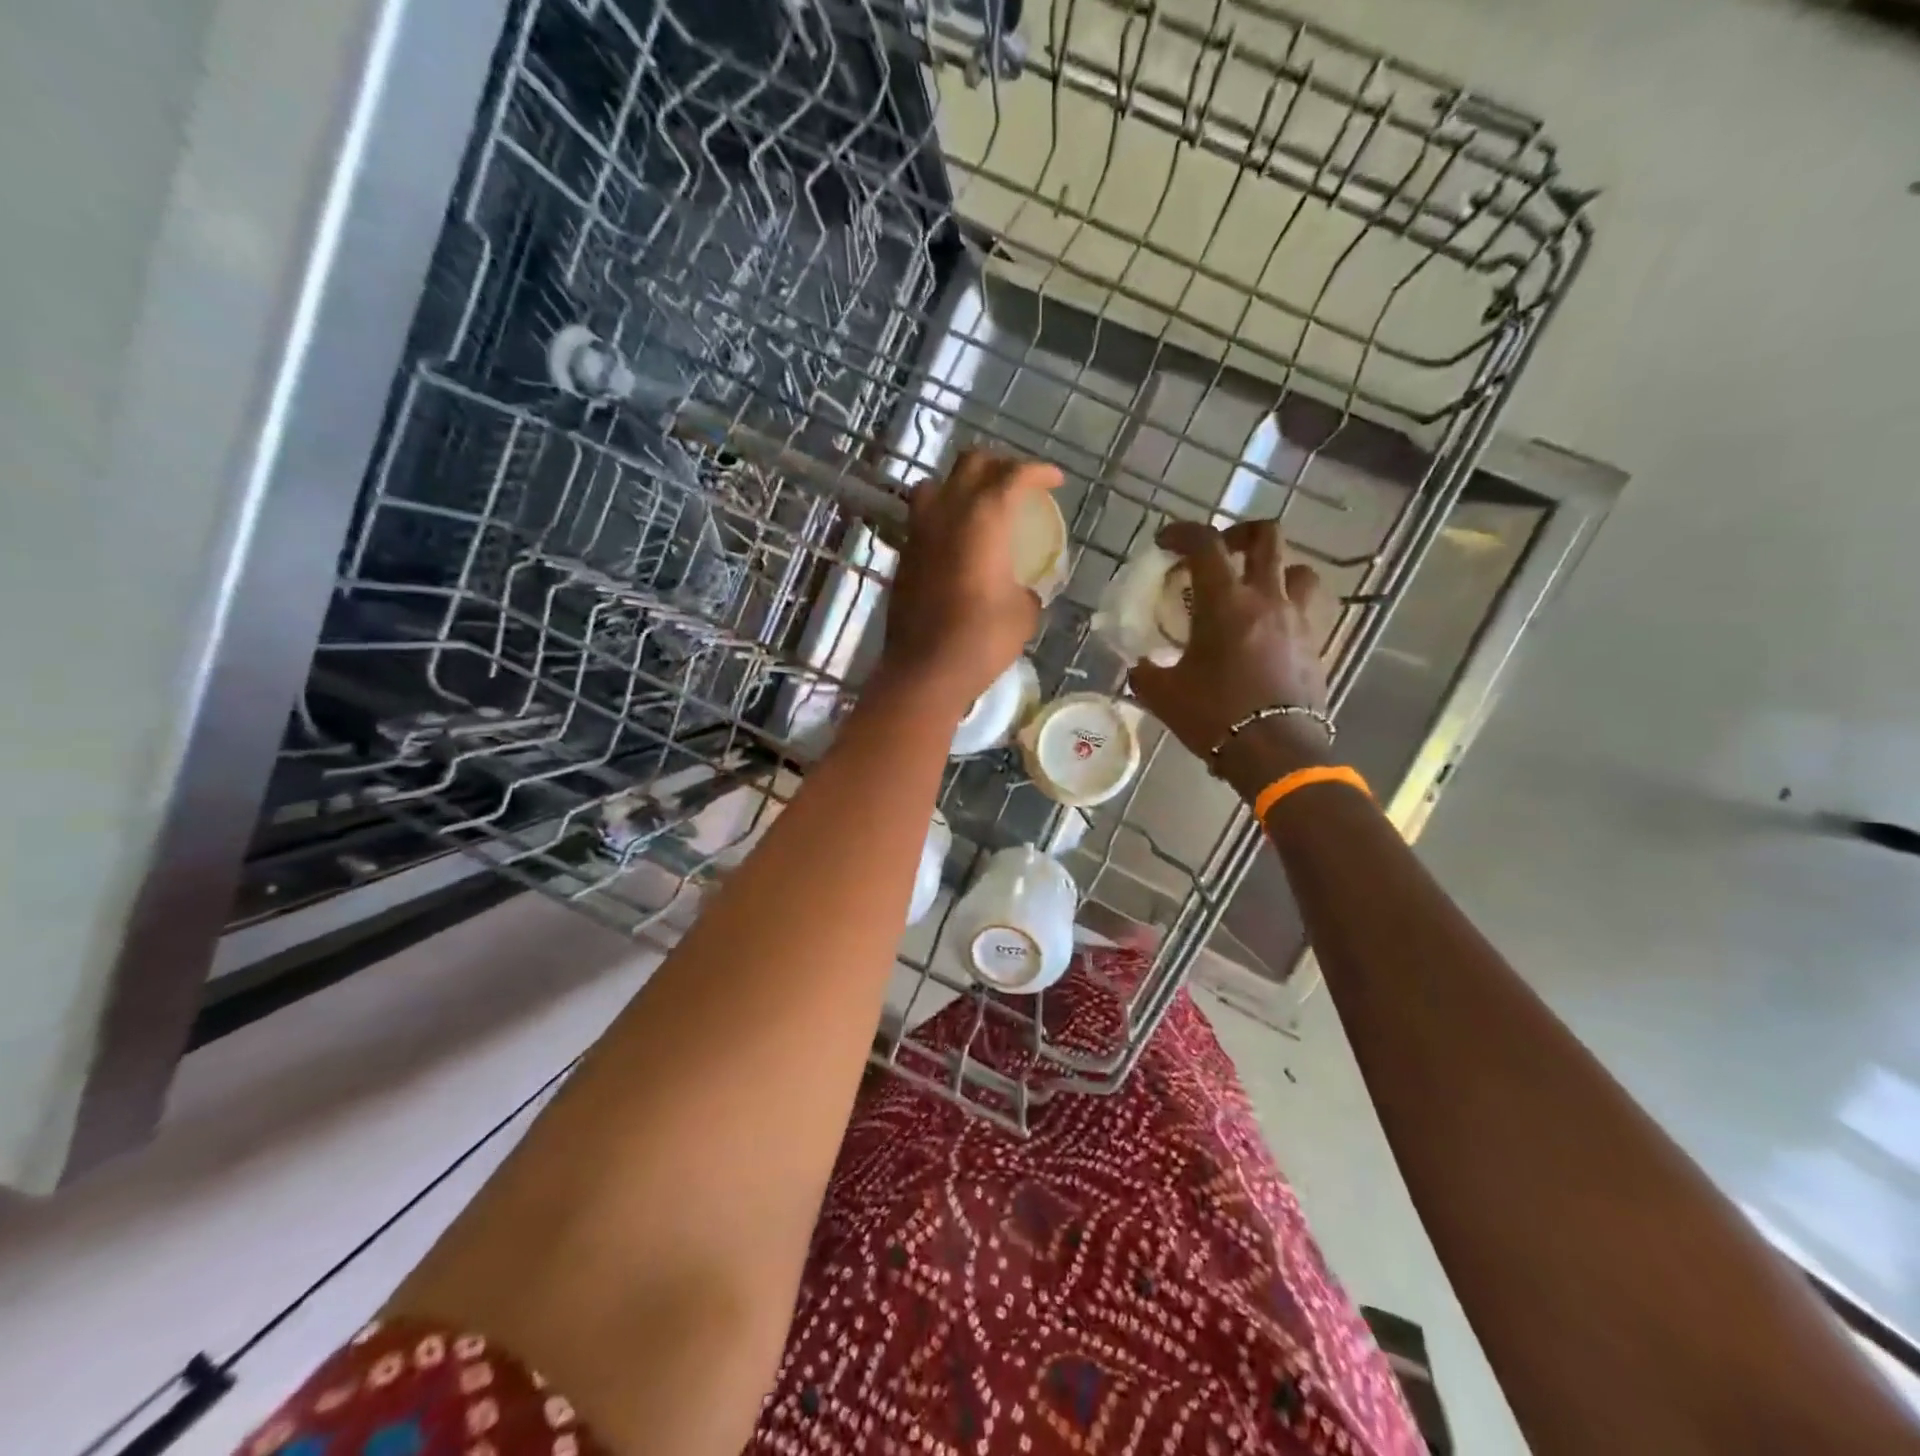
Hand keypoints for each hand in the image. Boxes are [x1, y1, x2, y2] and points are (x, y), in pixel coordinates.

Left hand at [878, 450, 1063, 711]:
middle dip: (1000, 465)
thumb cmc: (982, 638)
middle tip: (1018, 484)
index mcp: (983, 517)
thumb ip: (1026, 588)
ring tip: (979, 503)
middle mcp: (947, 512)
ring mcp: (919, 531)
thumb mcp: (1023, 613)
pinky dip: (943, 515)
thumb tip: (1022, 588)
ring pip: (937, 483)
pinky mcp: (904, 555)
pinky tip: (957, 538)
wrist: (925, 670)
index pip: (1013, 475)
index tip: (1054, 480)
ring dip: (961, 484)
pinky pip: (923, 517)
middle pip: (971, 463)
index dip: (1038, 472)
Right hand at [1128, 519, 1332, 792]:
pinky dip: (1286, 608)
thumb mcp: (1163, 694)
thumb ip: (1146, 671)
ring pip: (1298, 570)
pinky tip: (1267, 632)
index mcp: (1225, 602)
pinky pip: (1306, 609)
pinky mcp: (1315, 645)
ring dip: (1275, 570)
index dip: (1182, 532)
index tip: (1166, 542)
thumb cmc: (1213, 716)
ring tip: (1254, 591)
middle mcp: (1266, 598)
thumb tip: (1141, 666)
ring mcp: (1297, 620)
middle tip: (1220, 553)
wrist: (1274, 752)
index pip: (1205, 544)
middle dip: (1240, 534)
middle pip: (1266, 537)